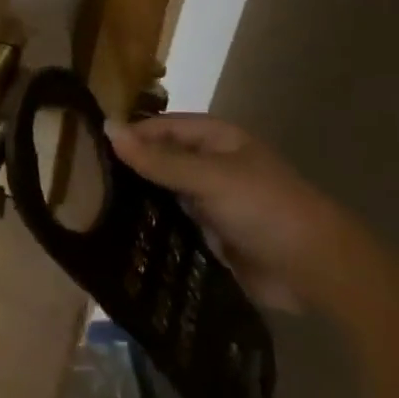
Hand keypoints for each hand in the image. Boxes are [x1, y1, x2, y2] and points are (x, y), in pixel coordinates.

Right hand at [105, 114, 371, 312]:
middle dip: (127, 171)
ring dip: (137, 203)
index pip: (159, 127)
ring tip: (92, 212)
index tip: (86, 152)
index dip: (128, 136)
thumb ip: (158, 159)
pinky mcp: (209, 235)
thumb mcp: (209, 177)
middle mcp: (209, 165)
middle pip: (158, 160)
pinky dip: (151, 230)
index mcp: (215, 139)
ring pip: (162, 195)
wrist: (316, 270)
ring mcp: (209, 201)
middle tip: (82, 185)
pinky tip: (120, 238)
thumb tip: (107, 128)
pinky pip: (172, 226)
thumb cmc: (265, 208)